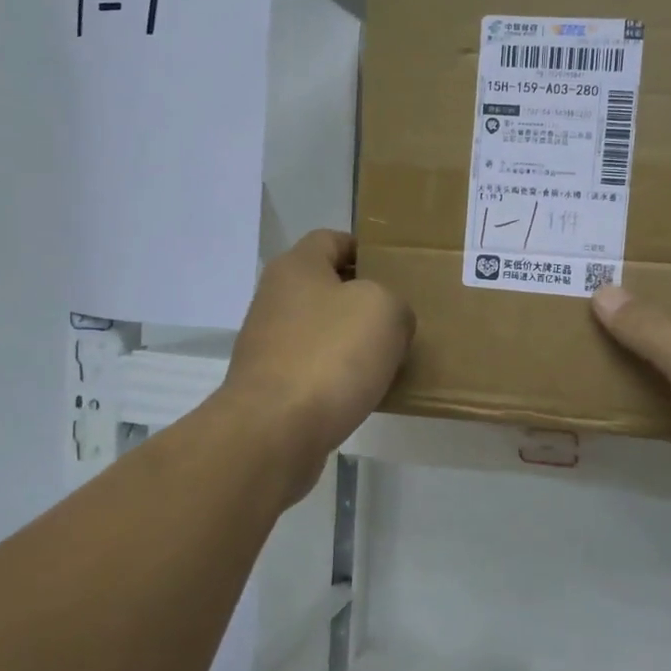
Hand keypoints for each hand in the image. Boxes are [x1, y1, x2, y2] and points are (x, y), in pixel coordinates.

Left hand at [223, 230, 412, 480]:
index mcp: (297, 267)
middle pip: (327, 287)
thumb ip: (395, 303)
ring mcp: (269, 344)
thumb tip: (388, 321)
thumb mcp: (385, 310)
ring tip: (391, 358)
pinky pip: (315, 369)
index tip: (396, 271)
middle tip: (402, 317)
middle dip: (364, 300)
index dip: (365, 250)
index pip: (332, 240)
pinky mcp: (271, 386)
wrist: (275, 431)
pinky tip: (366, 392)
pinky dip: (340, 377)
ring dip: (353, 342)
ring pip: (322, 331)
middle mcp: (275, 299)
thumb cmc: (331, 355)